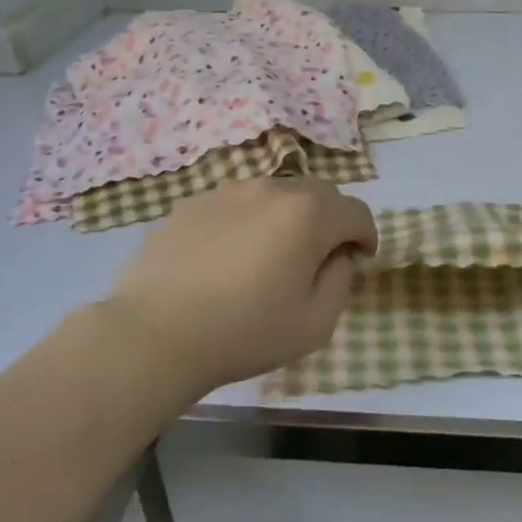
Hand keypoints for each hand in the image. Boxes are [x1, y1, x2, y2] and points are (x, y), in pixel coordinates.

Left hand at [104, 177, 377, 397]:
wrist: (155, 333)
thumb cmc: (244, 332)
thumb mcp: (315, 323)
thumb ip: (341, 281)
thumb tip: (338, 256)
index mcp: (309, 214)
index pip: (357, 212)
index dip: (366, 236)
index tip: (360, 260)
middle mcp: (271, 189)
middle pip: (319, 194)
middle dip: (330, 222)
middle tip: (318, 259)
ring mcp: (228, 191)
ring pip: (275, 195)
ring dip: (287, 218)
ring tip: (270, 257)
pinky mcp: (192, 203)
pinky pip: (236, 204)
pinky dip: (247, 222)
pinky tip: (228, 258)